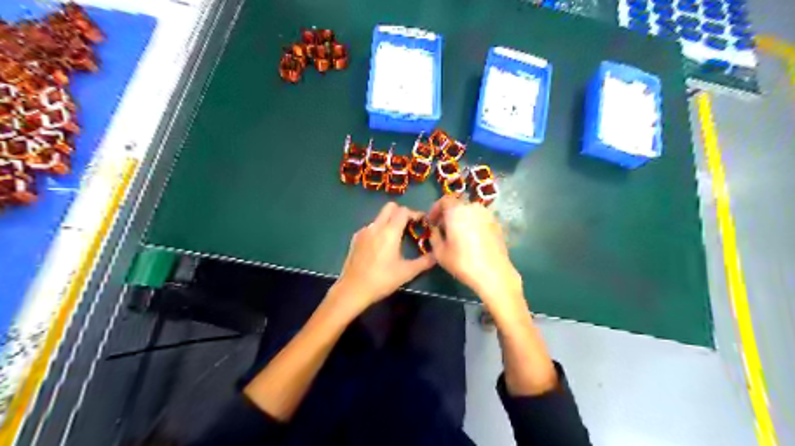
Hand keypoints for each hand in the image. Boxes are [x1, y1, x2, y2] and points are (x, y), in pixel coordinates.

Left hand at [333, 202, 436, 313]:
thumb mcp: (407, 272)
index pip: (404, 211)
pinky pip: (371, 227)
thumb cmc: (382, 280)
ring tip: (396, 238)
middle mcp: (376, 226)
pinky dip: (379, 230)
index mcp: (390, 232)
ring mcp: (364, 231)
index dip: (415, 213)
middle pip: (390, 207)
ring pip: (380, 217)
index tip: (422, 222)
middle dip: (402, 212)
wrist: (353, 289)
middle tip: (409, 226)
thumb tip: (436, 255)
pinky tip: (381, 246)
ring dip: (390, 221)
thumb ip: (424, 262)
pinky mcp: (356, 238)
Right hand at [433, 197, 525, 316]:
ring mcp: (488, 215)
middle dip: (448, 215)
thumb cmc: (462, 262)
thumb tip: (435, 229)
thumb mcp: (439, 252)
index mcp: (457, 211)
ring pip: (470, 212)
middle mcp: (473, 207)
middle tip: (443, 229)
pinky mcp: (497, 224)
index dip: (435, 209)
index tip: (432, 221)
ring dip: (462, 219)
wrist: (493, 273)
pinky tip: (471, 240)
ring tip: (457, 235)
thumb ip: (434, 236)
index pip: (444, 200)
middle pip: (458, 205)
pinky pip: (480, 219)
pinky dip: (473, 224)